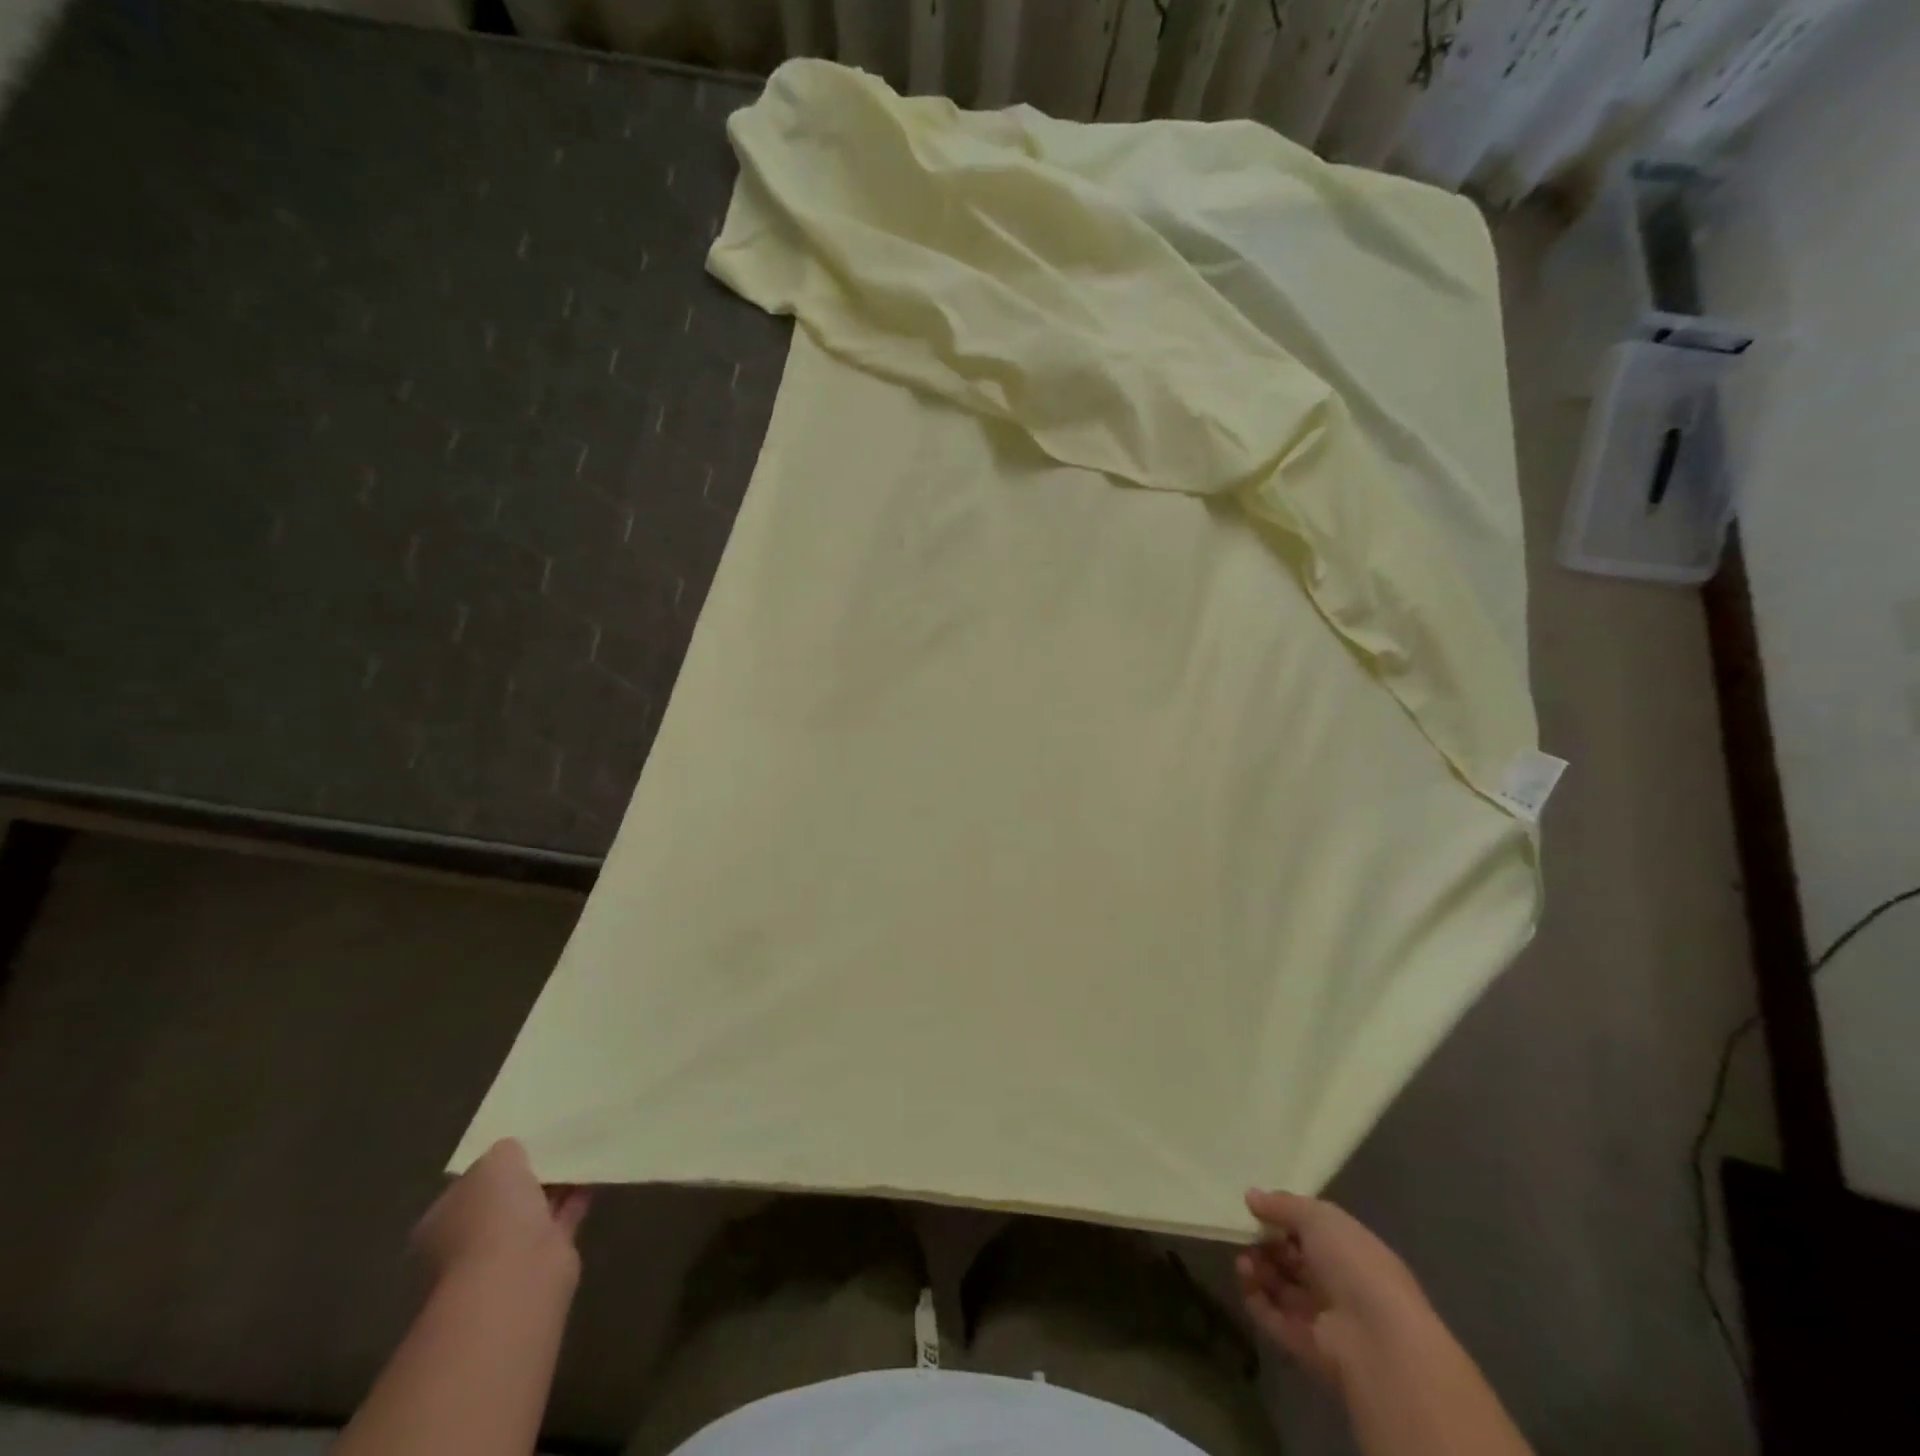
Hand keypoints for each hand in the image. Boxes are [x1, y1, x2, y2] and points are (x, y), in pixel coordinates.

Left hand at [413, 1139, 590, 1285]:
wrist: (516, 1276)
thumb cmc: (492, 1215)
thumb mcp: (497, 1161)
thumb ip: (504, 1152)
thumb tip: (512, 1152)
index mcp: (441, 1220)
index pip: (466, 1186)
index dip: (492, 1166)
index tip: (519, 1145)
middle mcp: (466, 1242)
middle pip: (500, 1202)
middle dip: (525, 1179)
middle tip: (552, 1147)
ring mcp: (503, 1257)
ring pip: (532, 1212)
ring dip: (553, 1188)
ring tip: (579, 1154)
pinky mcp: (541, 1262)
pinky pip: (560, 1221)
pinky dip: (575, 1200)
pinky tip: (593, 1175)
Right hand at [1236, 1188, 1430, 1389]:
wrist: (1377, 1341)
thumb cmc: (1354, 1265)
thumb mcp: (1319, 1217)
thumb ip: (1283, 1204)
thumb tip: (1250, 1196)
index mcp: (1351, 1251)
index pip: (1313, 1232)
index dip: (1285, 1218)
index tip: (1257, 1207)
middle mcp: (1339, 1284)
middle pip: (1294, 1260)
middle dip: (1267, 1244)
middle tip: (1246, 1233)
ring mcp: (1323, 1317)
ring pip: (1281, 1288)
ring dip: (1258, 1269)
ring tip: (1243, 1258)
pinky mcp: (1305, 1346)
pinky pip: (1273, 1318)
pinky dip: (1255, 1298)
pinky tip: (1244, 1278)